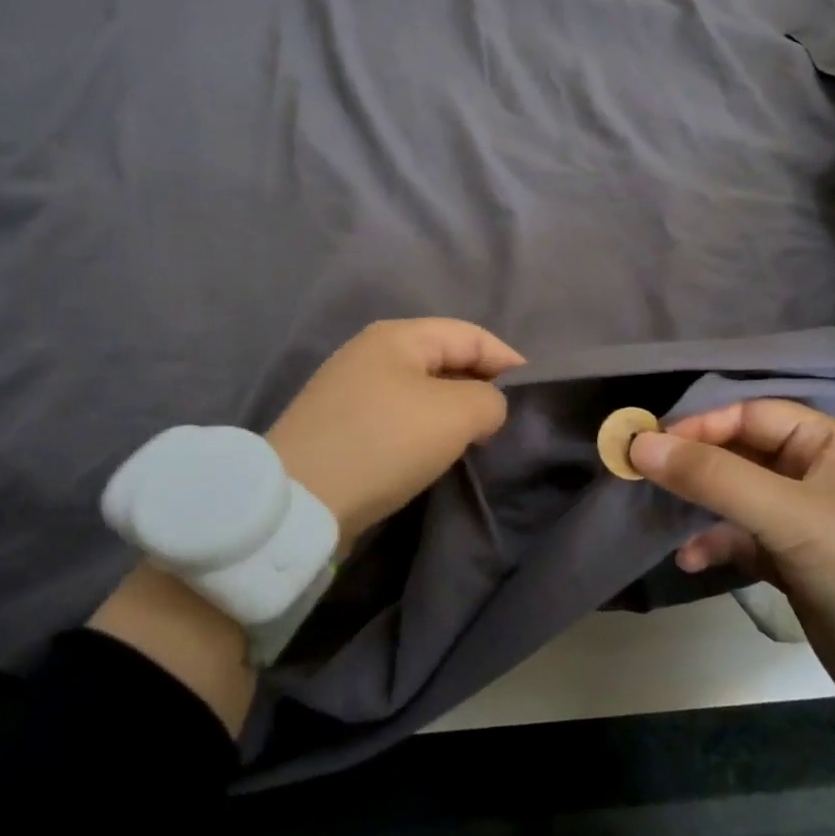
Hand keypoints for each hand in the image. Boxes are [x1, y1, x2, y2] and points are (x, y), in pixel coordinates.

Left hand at [266, 318, 524, 547]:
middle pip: (443, 359)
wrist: (300, 500)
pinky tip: (435, 453)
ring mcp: (351, 389)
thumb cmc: (384, 442)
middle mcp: (371, 353)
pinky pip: (398, 416)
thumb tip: (485, 408)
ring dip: (453, 411)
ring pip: (421, 390)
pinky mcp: (341, 426)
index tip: (534, 394)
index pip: (469, 334)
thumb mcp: (454, 414)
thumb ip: (489, 401)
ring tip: (478, 439)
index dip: (507, 359)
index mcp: (397, 336)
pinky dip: (425, 429)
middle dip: (480, 385)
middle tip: (507, 421)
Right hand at [628, 400, 834, 748]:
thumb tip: (640, 445)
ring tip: (658, 518)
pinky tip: (689, 561)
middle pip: (740, 452)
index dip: (700, 425)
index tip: (649, 446)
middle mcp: (817, 473)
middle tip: (640, 476)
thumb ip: (715, 478)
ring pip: (736, 495)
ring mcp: (806, 520)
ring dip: (698, 505)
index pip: (751, 414)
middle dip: (692, 464)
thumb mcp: (792, 520)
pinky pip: (743, 538)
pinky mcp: (796, 561)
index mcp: (831, 445)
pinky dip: (715, 544)